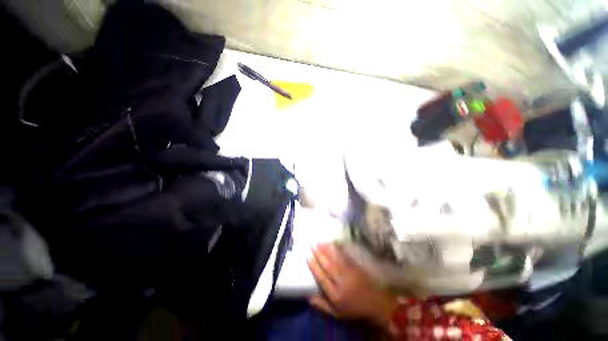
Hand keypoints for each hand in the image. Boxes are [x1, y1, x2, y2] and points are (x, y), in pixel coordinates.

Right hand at [307, 243, 396, 327]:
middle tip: (312, 244)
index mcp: (335, 294)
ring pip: (335, 258)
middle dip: (318, 253)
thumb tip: (308, 297)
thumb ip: (322, 305)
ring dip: (326, 249)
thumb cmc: (354, 308)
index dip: (314, 266)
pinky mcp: (354, 266)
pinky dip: (336, 249)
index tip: (308, 256)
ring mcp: (349, 272)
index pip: (322, 277)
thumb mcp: (337, 313)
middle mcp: (341, 281)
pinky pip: (343, 255)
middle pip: (327, 265)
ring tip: (319, 242)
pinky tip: (332, 244)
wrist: (375, 302)